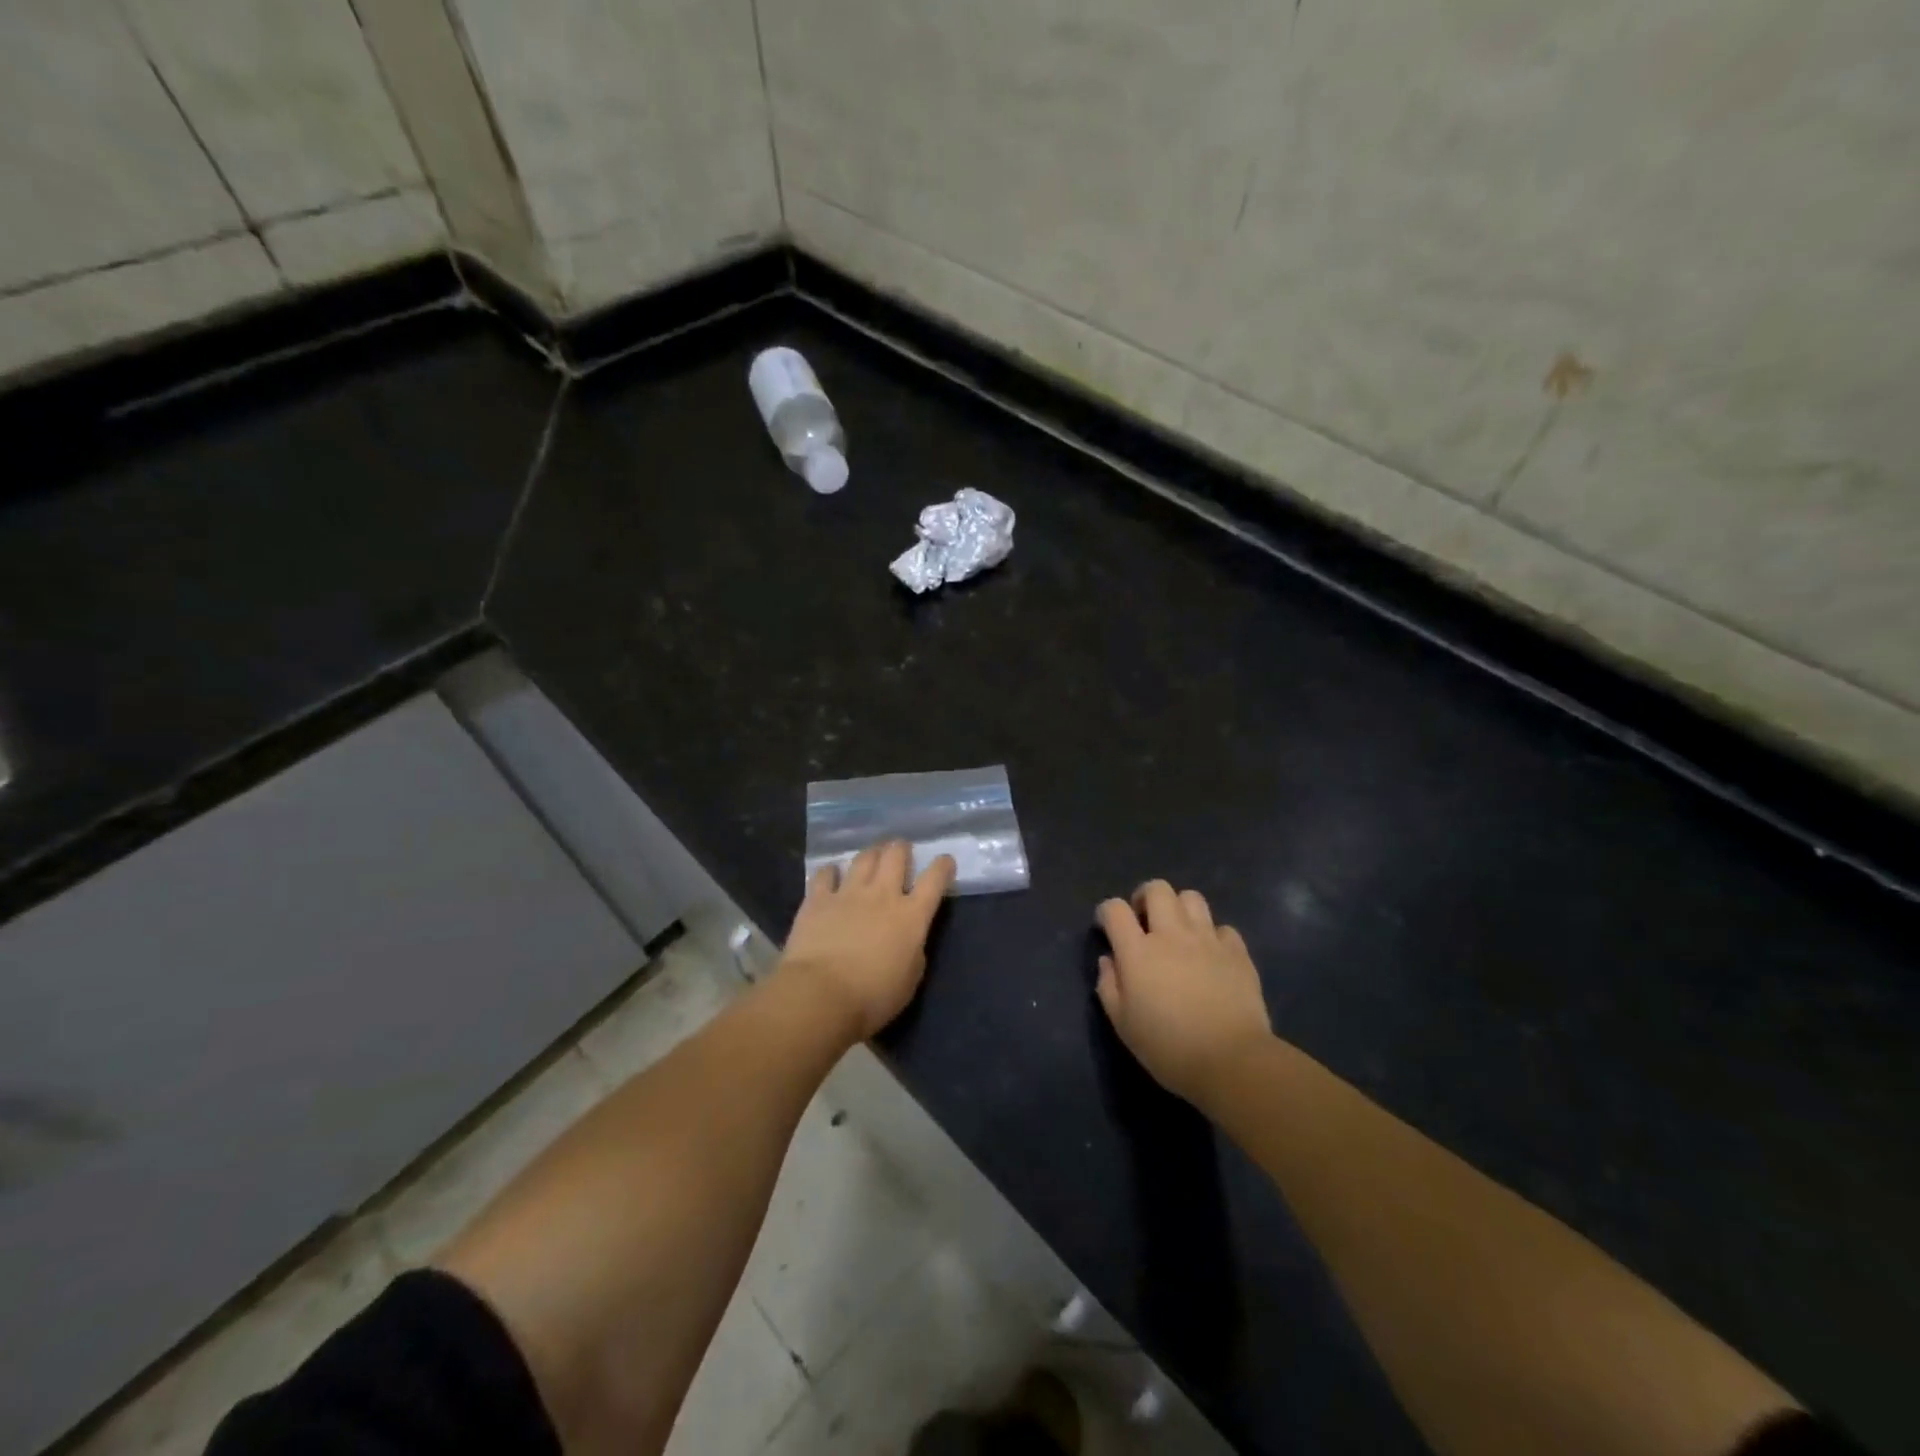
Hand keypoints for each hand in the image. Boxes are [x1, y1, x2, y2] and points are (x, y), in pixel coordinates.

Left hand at [780, 841, 956, 1039]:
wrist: (820, 996)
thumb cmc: (872, 998)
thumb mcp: (910, 980)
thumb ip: (913, 951)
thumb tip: (909, 939)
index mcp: (911, 916)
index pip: (934, 879)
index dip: (942, 866)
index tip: (944, 862)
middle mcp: (882, 895)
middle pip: (896, 855)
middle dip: (901, 849)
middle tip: (901, 852)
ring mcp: (848, 893)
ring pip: (864, 858)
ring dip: (871, 854)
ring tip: (872, 856)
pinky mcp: (817, 899)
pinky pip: (825, 874)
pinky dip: (831, 872)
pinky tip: (831, 874)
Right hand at [1096, 880, 1272, 1105]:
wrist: (1231, 1061)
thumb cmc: (1168, 1047)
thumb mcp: (1123, 1024)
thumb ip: (1109, 986)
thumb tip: (1109, 960)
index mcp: (1138, 951)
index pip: (1115, 909)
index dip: (1107, 912)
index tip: (1107, 927)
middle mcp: (1172, 935)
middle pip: (1157, 889)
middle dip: (1145, 898)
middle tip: (1144, 921)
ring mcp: (1208, 940)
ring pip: (1192, 898)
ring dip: (1180, 909)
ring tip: (1178, 932)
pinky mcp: (1237, 952)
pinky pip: (1223, 928)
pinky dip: (1213, 935)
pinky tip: (1211, 955)